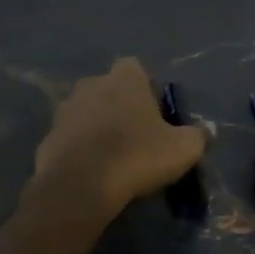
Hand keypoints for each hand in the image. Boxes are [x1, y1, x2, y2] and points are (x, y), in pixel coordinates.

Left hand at [31, 59, 208, 217]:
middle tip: (136, 136)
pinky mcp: (48, 136)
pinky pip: (70, 138)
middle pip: (109, 89)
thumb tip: (207, 132)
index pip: (136, 68)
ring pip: (87, 112)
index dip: (147, 88)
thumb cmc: (137, 156)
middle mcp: (91, 84)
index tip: (156, 114)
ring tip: (112, 156)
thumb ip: (198, 136)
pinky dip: (79, 149)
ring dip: (97, 127)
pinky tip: (90, 172)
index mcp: (124, 79)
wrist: (80, 185)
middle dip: (120, 106)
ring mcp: (65, 109)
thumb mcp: (183, 149)